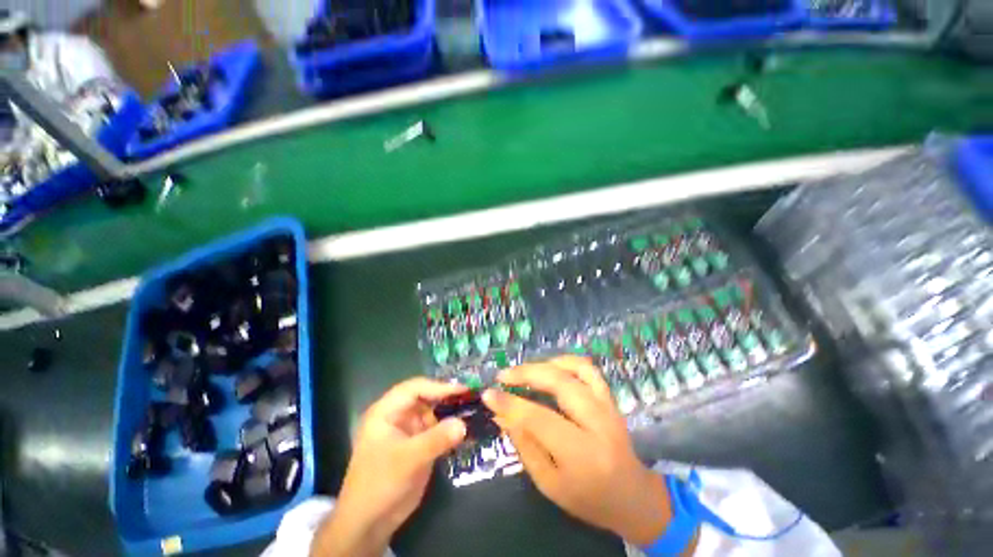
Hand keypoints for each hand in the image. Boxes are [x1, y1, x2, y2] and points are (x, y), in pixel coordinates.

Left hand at [311, 378, 467, 556]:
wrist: (369, 523)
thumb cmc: (380, 484)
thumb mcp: (407, 460)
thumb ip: (436, 440)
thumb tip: (464, 423)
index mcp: (386, 411)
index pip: (415, 388)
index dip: (438, 386)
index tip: (462, 390)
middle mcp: (398, 415)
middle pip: (426, 397)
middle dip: (447, 397)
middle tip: (472, 398)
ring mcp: (409, 430)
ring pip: (433, 412)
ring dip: (451, 412)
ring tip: (474, 410)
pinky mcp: (418, 444)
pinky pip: (437, 430)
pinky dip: (450, 428)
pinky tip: (466, 429)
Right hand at [483, 356, 677, 546]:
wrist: (632, 496)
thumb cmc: (587, 498)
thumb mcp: (548, 483)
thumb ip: (523, 445)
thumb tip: (500, 413)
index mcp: (582, 454)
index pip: (539, 419)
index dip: (510, 403)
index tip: (488, 394)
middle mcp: (598, 423)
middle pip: (559, 383)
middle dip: (525, 374)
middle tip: (503, 376)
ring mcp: (607, 405)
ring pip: (574, 368)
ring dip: (544, 364)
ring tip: (523, 371)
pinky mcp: (610, 397)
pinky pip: (588, 368)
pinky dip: (566, 361)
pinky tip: (549, 366)